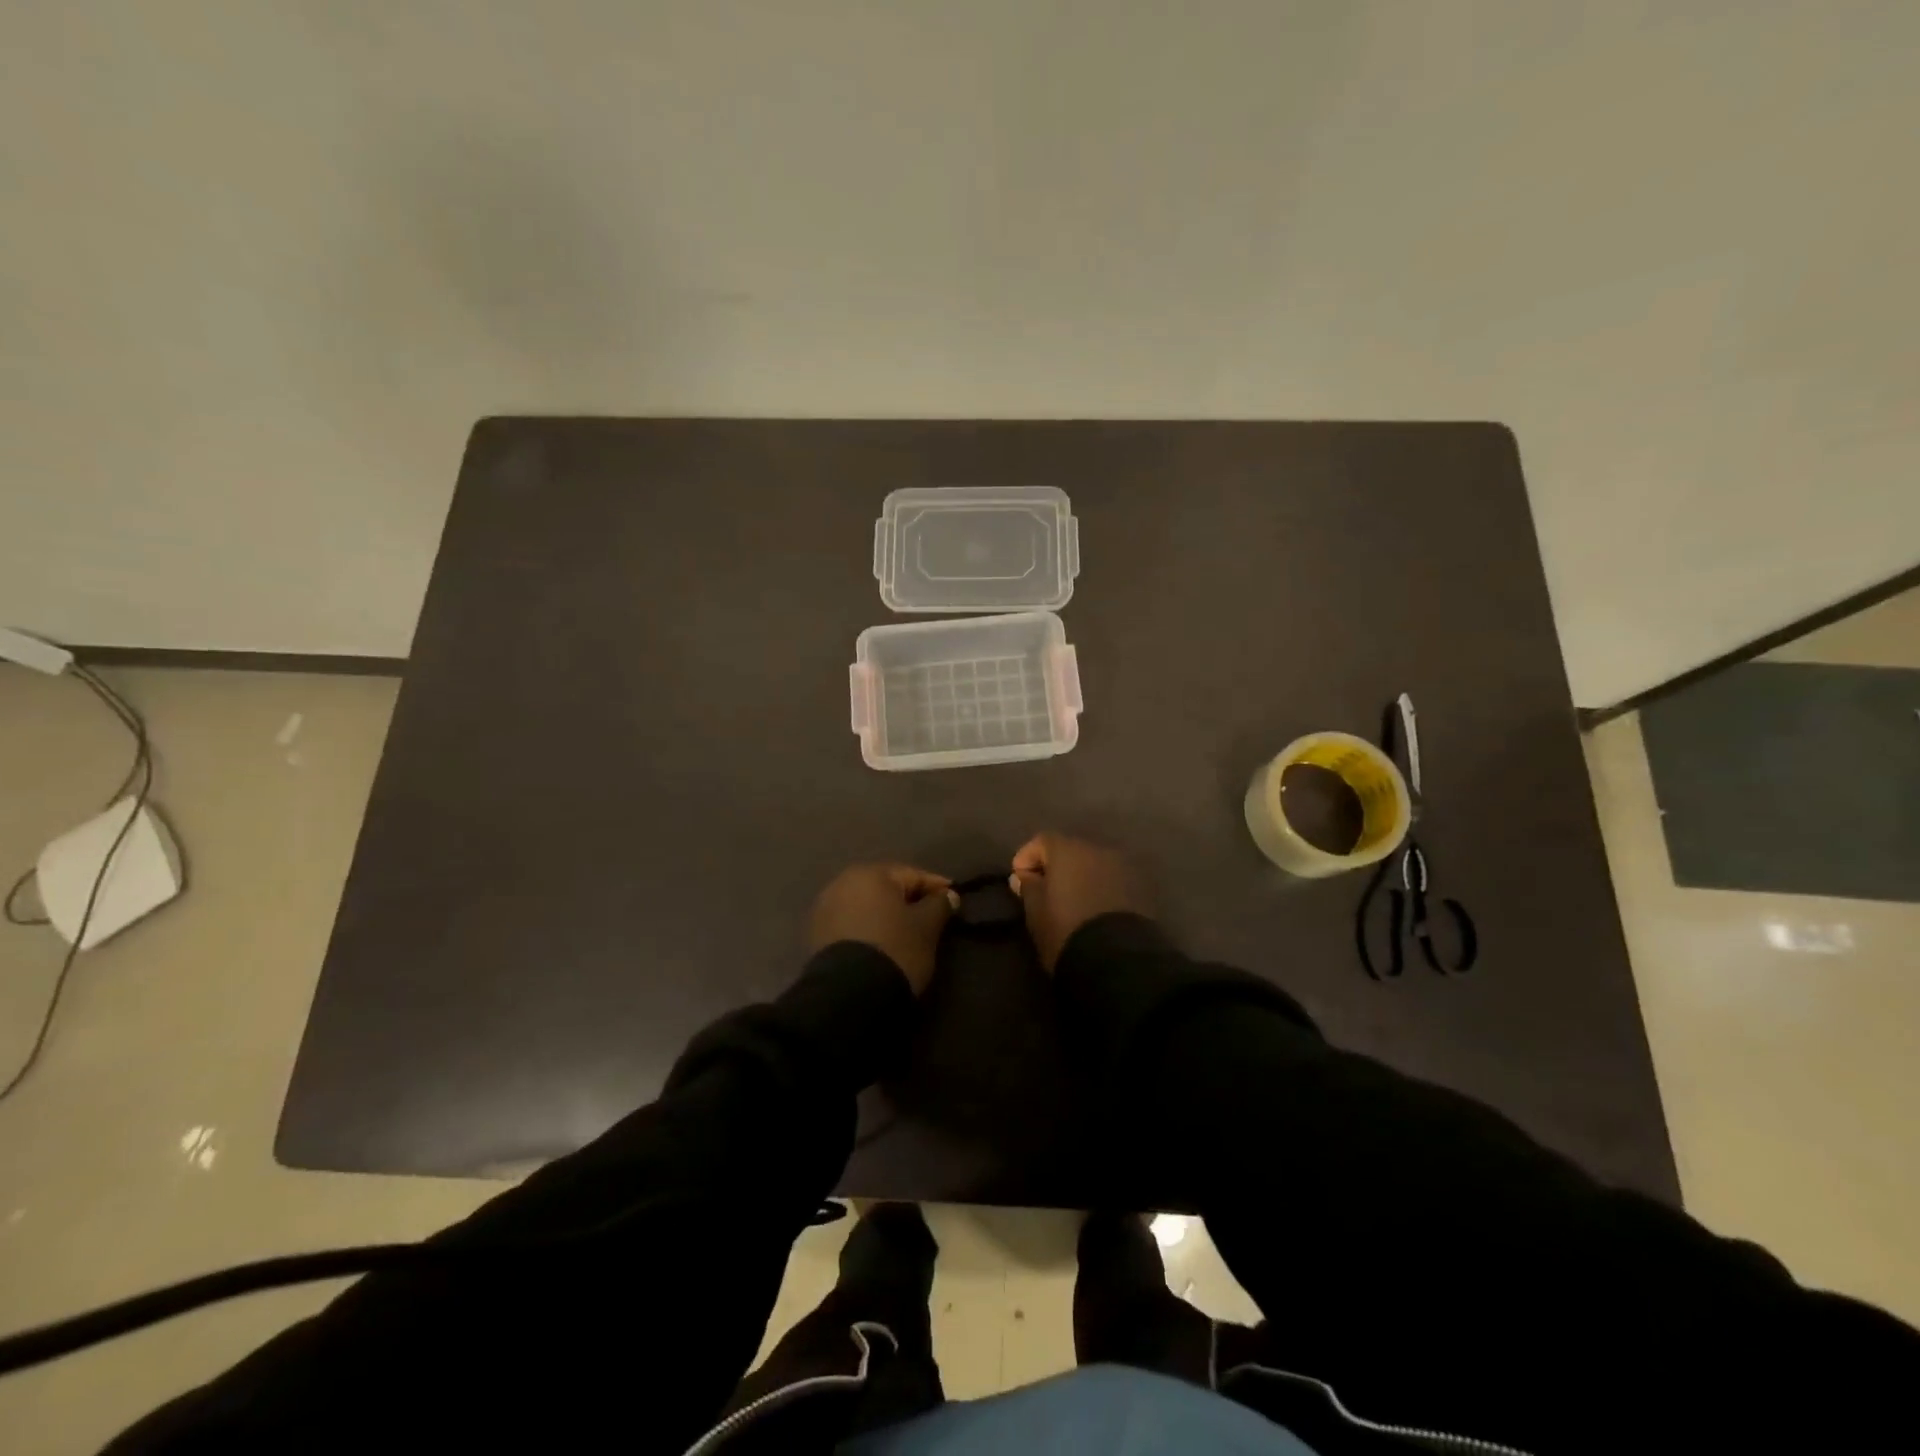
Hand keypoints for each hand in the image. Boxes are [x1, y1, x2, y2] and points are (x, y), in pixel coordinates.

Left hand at [809, 864, 955, 994]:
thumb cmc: (895, 949)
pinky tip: (883, 943)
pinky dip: (869, 928)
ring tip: (906, 932)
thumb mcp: (926, 927)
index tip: (955, 899)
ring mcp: (826, 908)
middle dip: (909, 900)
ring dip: (887, 915)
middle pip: (886, 887)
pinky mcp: (817, 934)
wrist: (849, 995)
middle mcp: (843, 882)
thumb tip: (948, 895)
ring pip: (867, 906)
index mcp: (871, 873)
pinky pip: (853, 923)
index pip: (913, 875)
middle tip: (931, 916)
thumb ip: (939, 905)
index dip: (937, 887)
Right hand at [1010, 833, 1149, 971]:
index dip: (1027, 857)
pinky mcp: (1142, 888)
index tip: (1019, 879)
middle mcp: (1098, 849)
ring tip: (1072, 902)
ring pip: (1095, 865)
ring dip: (1081, 877)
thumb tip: (1023, 876)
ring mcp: (1124, 867)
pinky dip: (1101, 888)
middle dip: (1056, 867)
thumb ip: (1028, 888)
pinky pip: (1113, 880)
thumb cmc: (1066, 931)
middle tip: (1046, 891)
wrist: (1118, 961)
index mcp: (1068, 850)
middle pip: (1071, 850)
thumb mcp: (1036, 912)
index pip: (1042, 841)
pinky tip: (1094, 909)